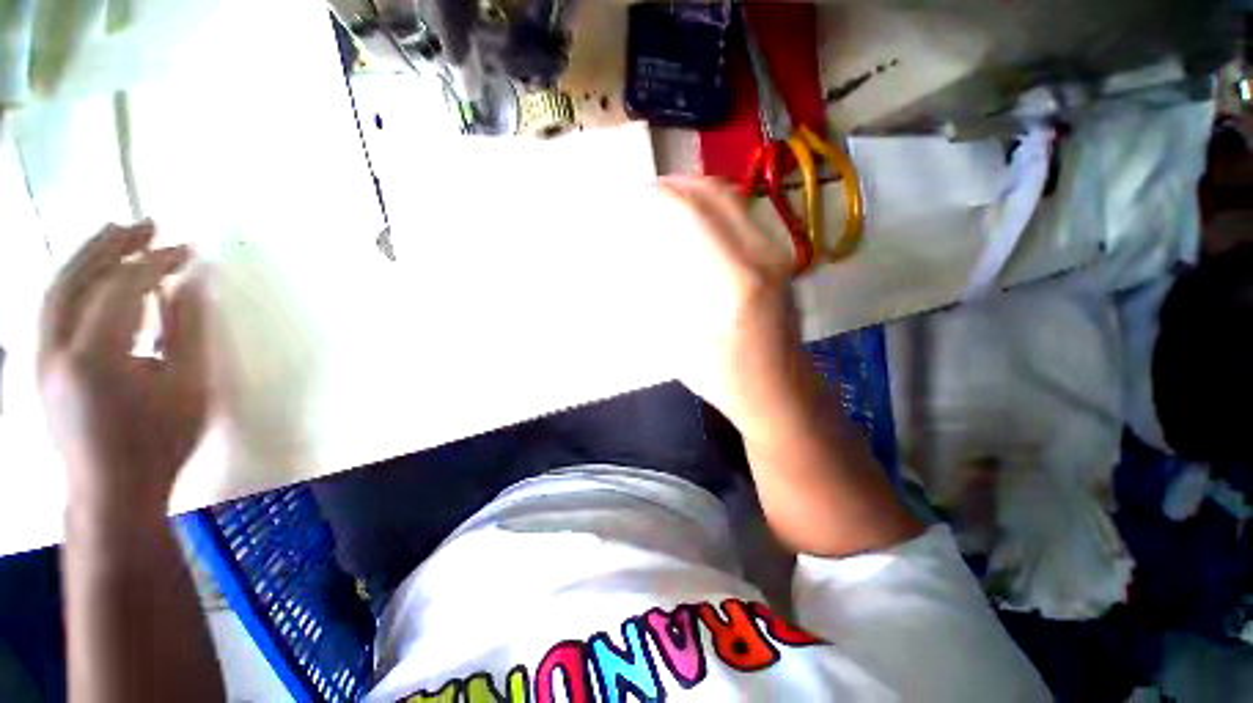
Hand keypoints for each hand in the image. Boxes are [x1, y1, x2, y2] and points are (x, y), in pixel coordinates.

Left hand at [39, 222, 208, 515]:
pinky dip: (74, 282)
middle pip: (76, 277)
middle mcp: (55, 349)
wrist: (111, 493)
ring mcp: (40, 358)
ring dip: (87, 257)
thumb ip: (188, 330)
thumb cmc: (159, 442)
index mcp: (95, 356)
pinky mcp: (39, 366)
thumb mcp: (189, 387)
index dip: (155, 262)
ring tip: (117, 235)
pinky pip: (52, 308)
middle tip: (146, 224)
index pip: (121, 288)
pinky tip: (95, 277)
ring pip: (56, 289)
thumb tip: (192, 282)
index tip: (188, 250)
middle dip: (112, 245)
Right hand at [654, 177, 811, 441]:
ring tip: (670, 206)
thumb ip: (662, 293)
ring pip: (735, 202)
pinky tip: (696, 228)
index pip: (694, 213)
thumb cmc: (726, 378)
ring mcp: (778, 257)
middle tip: (652, 194)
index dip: (662, 196)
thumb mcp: (681, 341)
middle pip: (719, 194)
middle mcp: (762, 258)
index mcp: (734, 280)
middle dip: (680, 185)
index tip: (638, 197)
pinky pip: (744, 219)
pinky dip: (715, 210)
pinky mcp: (782, 263)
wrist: (782, 394)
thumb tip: (644, 257)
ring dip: (699, 194)